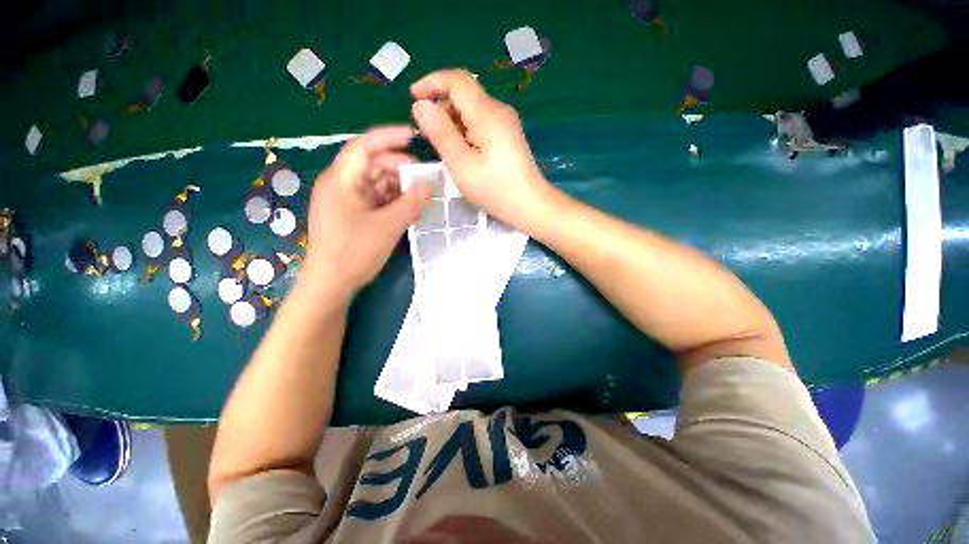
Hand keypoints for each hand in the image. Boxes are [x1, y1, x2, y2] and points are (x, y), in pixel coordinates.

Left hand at [302, 126, 432, 294]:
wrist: (331, 284)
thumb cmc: (354, 252)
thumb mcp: (388, 226)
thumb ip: (411, 203)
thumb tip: (430, 185)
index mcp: (341, 180)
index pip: (364, 146)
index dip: (389, 138)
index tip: (414, 136)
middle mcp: (341, 185)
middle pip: (372, 165)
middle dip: (399, 169)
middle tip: (424, 177)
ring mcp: (345, 201)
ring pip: (376, 184)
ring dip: (398, 188)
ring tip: (420, 197)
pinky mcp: (351, 215)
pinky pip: (375, 200)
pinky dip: (392, 202)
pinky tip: (408, 210)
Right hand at [410, 69, 552, 229]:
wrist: (531, 206)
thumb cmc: (495, 189)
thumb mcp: (461, 164)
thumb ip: (440, 133)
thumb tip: (421, 105)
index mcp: (487, 113)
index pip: (456, 80)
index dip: (431, 82)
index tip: (412, 97)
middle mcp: (498, 111)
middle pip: (464, 95)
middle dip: (441, 107)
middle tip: (427, 135)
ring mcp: (506, 124)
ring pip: (472, 111)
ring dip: (453, 122)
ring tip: (443, 148)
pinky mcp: (508, 137)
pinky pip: (481, 124)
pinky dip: (465, 132)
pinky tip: (461, 153)